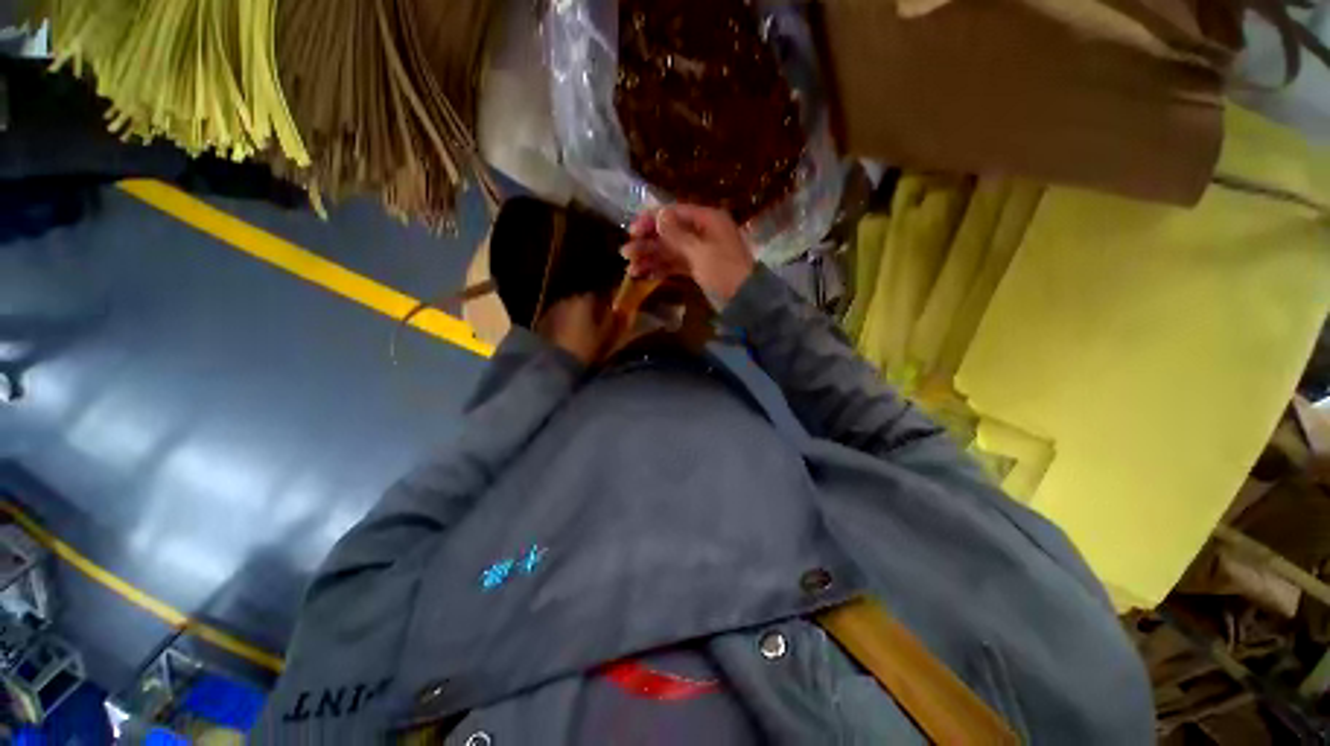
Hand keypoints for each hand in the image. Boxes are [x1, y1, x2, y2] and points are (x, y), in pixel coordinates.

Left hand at [535, 293, 612, 365]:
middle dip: (586, 311)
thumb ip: (611, 321)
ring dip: (572, 317)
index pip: (595, 297)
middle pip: (579, 302)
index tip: (605, 316)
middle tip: (592, 325)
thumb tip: (617, 312)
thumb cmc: (585, 347)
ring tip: (578, 332)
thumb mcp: (604, 336)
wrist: (555, 363)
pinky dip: (561, 325)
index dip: (601, 306)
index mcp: (583, 301)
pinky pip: (555, 319)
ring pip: (566, 310)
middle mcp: (566, 300)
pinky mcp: (541, 322)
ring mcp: (551, 310)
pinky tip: (564, 337)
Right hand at [620, 205, 755, 305]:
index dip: (651, 221)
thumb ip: (677, 235)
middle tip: (625, 254)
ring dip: (650, 258)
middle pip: (668, 233)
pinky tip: (644, 275)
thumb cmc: (725, 271)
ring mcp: (699, 251)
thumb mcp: (700, 251)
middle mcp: (701, 232)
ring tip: (631, 269)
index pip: (673, 213)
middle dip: (647, 243)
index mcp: (706, 220)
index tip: (632, 232)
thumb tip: (659, 215)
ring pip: (669, 251)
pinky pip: (675, 265)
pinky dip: (660, 269)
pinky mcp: (698, 268)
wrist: (745, 300)